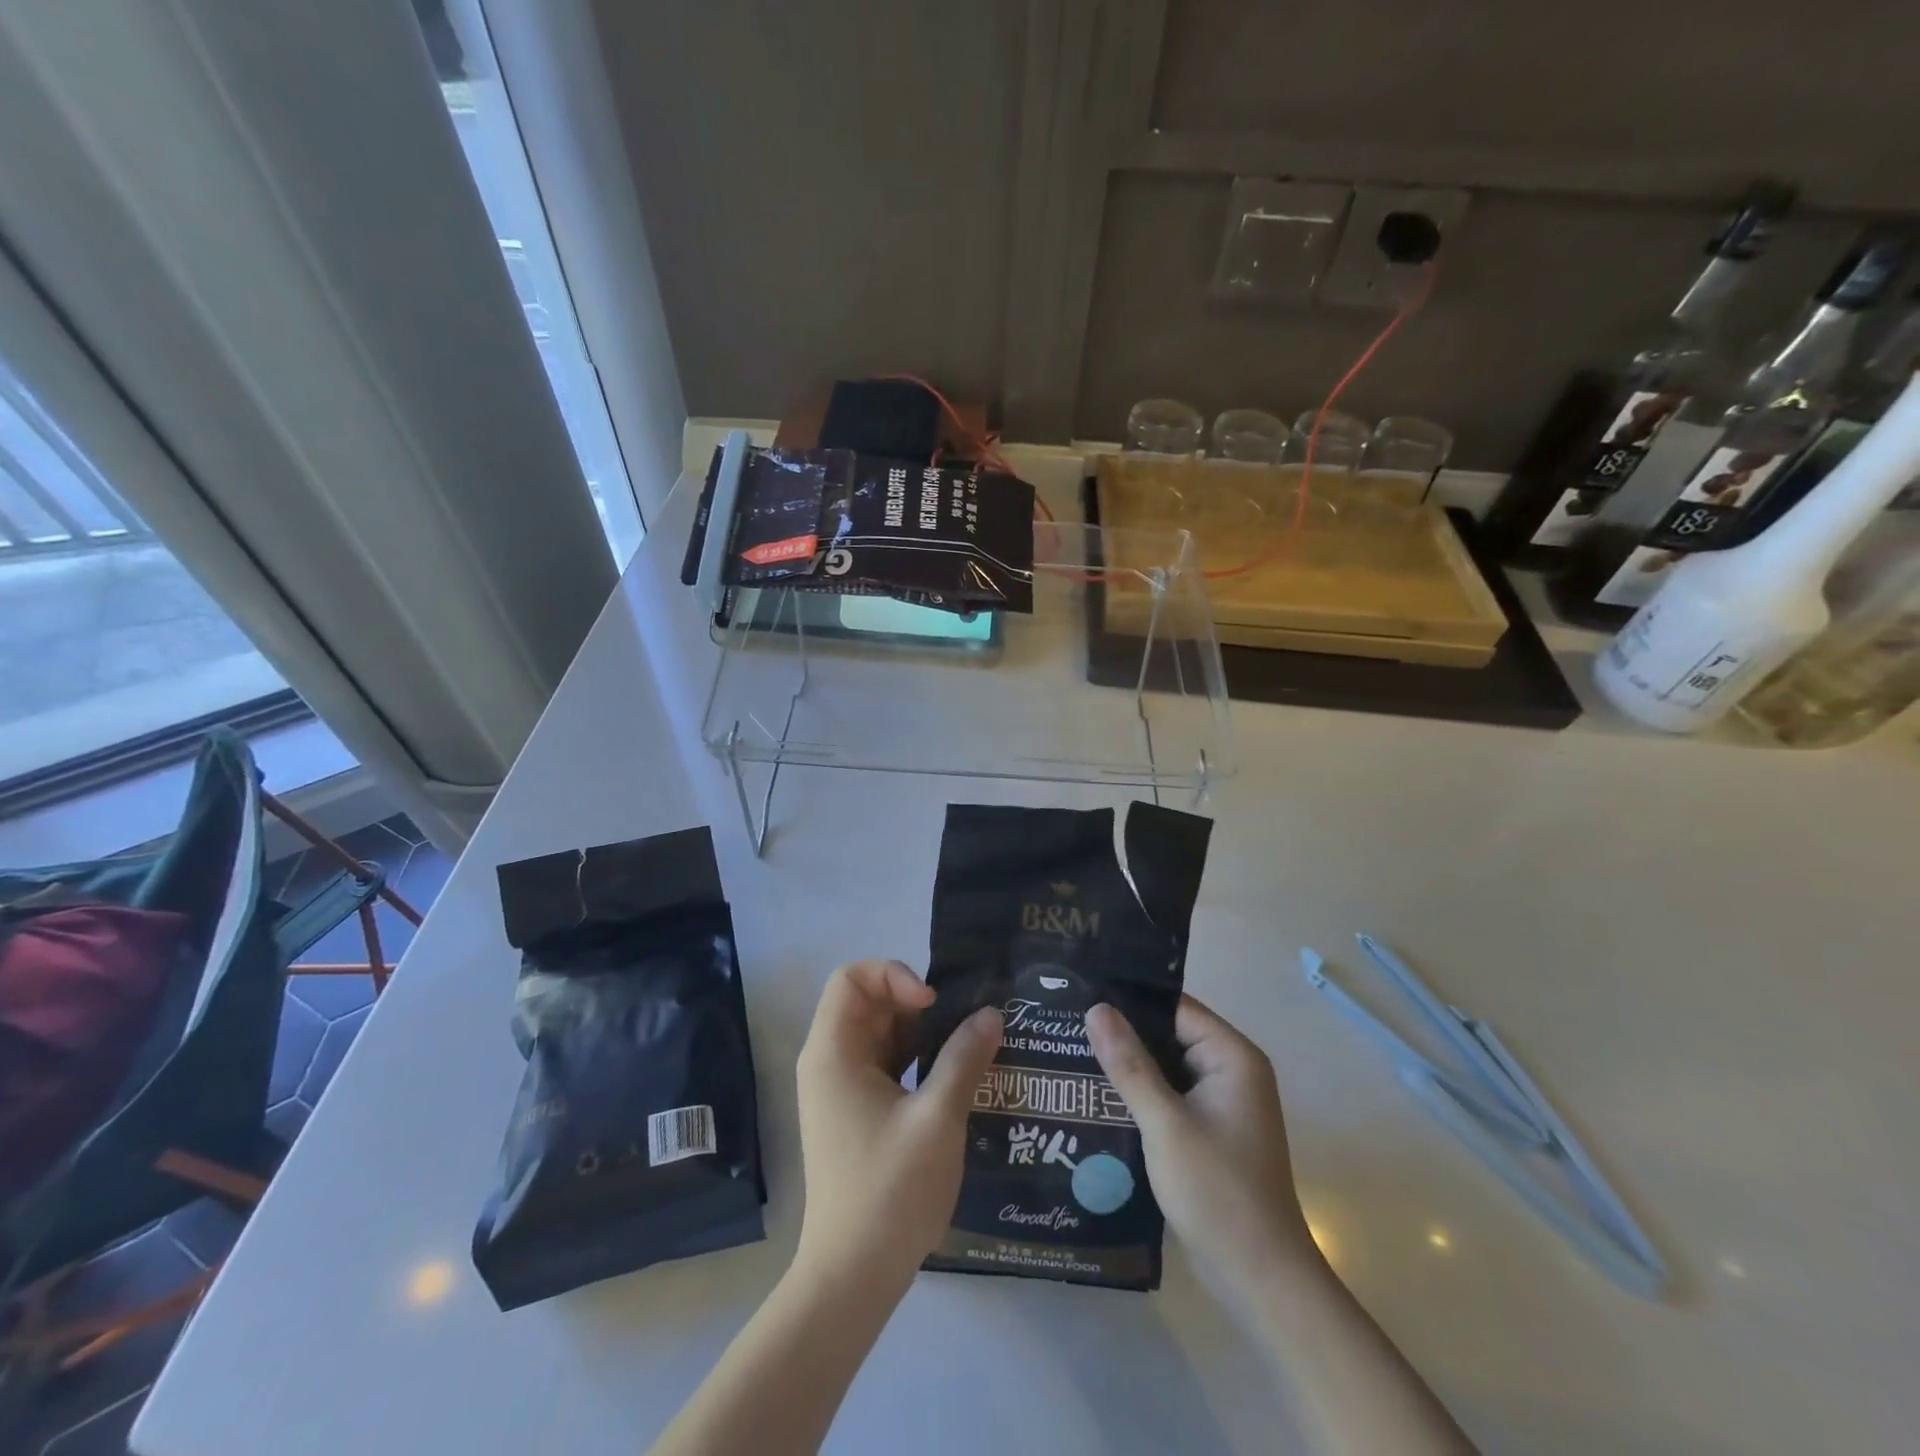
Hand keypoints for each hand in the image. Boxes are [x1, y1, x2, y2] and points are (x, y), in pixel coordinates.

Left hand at [793, 960, 1002, 1289]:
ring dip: (921, 1032)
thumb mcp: (938, 1118)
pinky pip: (884, 1063)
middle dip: (916, 1003)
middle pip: (867, 1002)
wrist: (852, 1276)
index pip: (852, 978)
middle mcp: (829, 1062)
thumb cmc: (890, 1191)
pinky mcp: (855, 1112)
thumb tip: (990, 1014)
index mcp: (833, 1053)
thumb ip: (964, 1058)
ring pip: (880, 1033)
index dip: (894, 975)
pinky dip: (915, 1058)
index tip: (933, 1004)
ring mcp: (840, 1089)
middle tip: (961, 1024)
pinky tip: (953, 1076)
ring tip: (966, 1045)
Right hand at [1085, 995, 1313, 1290]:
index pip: (1174, 1008)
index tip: (1082, 992)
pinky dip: (1140, 1094)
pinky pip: (1170, 1096)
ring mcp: (1222, 1103)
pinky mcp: (1210, 1131)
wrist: (1261, 1280)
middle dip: (1123, 1033)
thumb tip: (1096, 1008)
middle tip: (1067, 1023)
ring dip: (1128, 1065)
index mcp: (1232, 1057)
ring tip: (1071, 1051)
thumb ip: (1129, 1064)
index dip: (1129, 999)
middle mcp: (1232, 1071)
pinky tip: (1098, 1095)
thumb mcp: (1165, 1123)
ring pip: (1166, 1066)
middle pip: (1169, 1034)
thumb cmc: (1217, 1192)